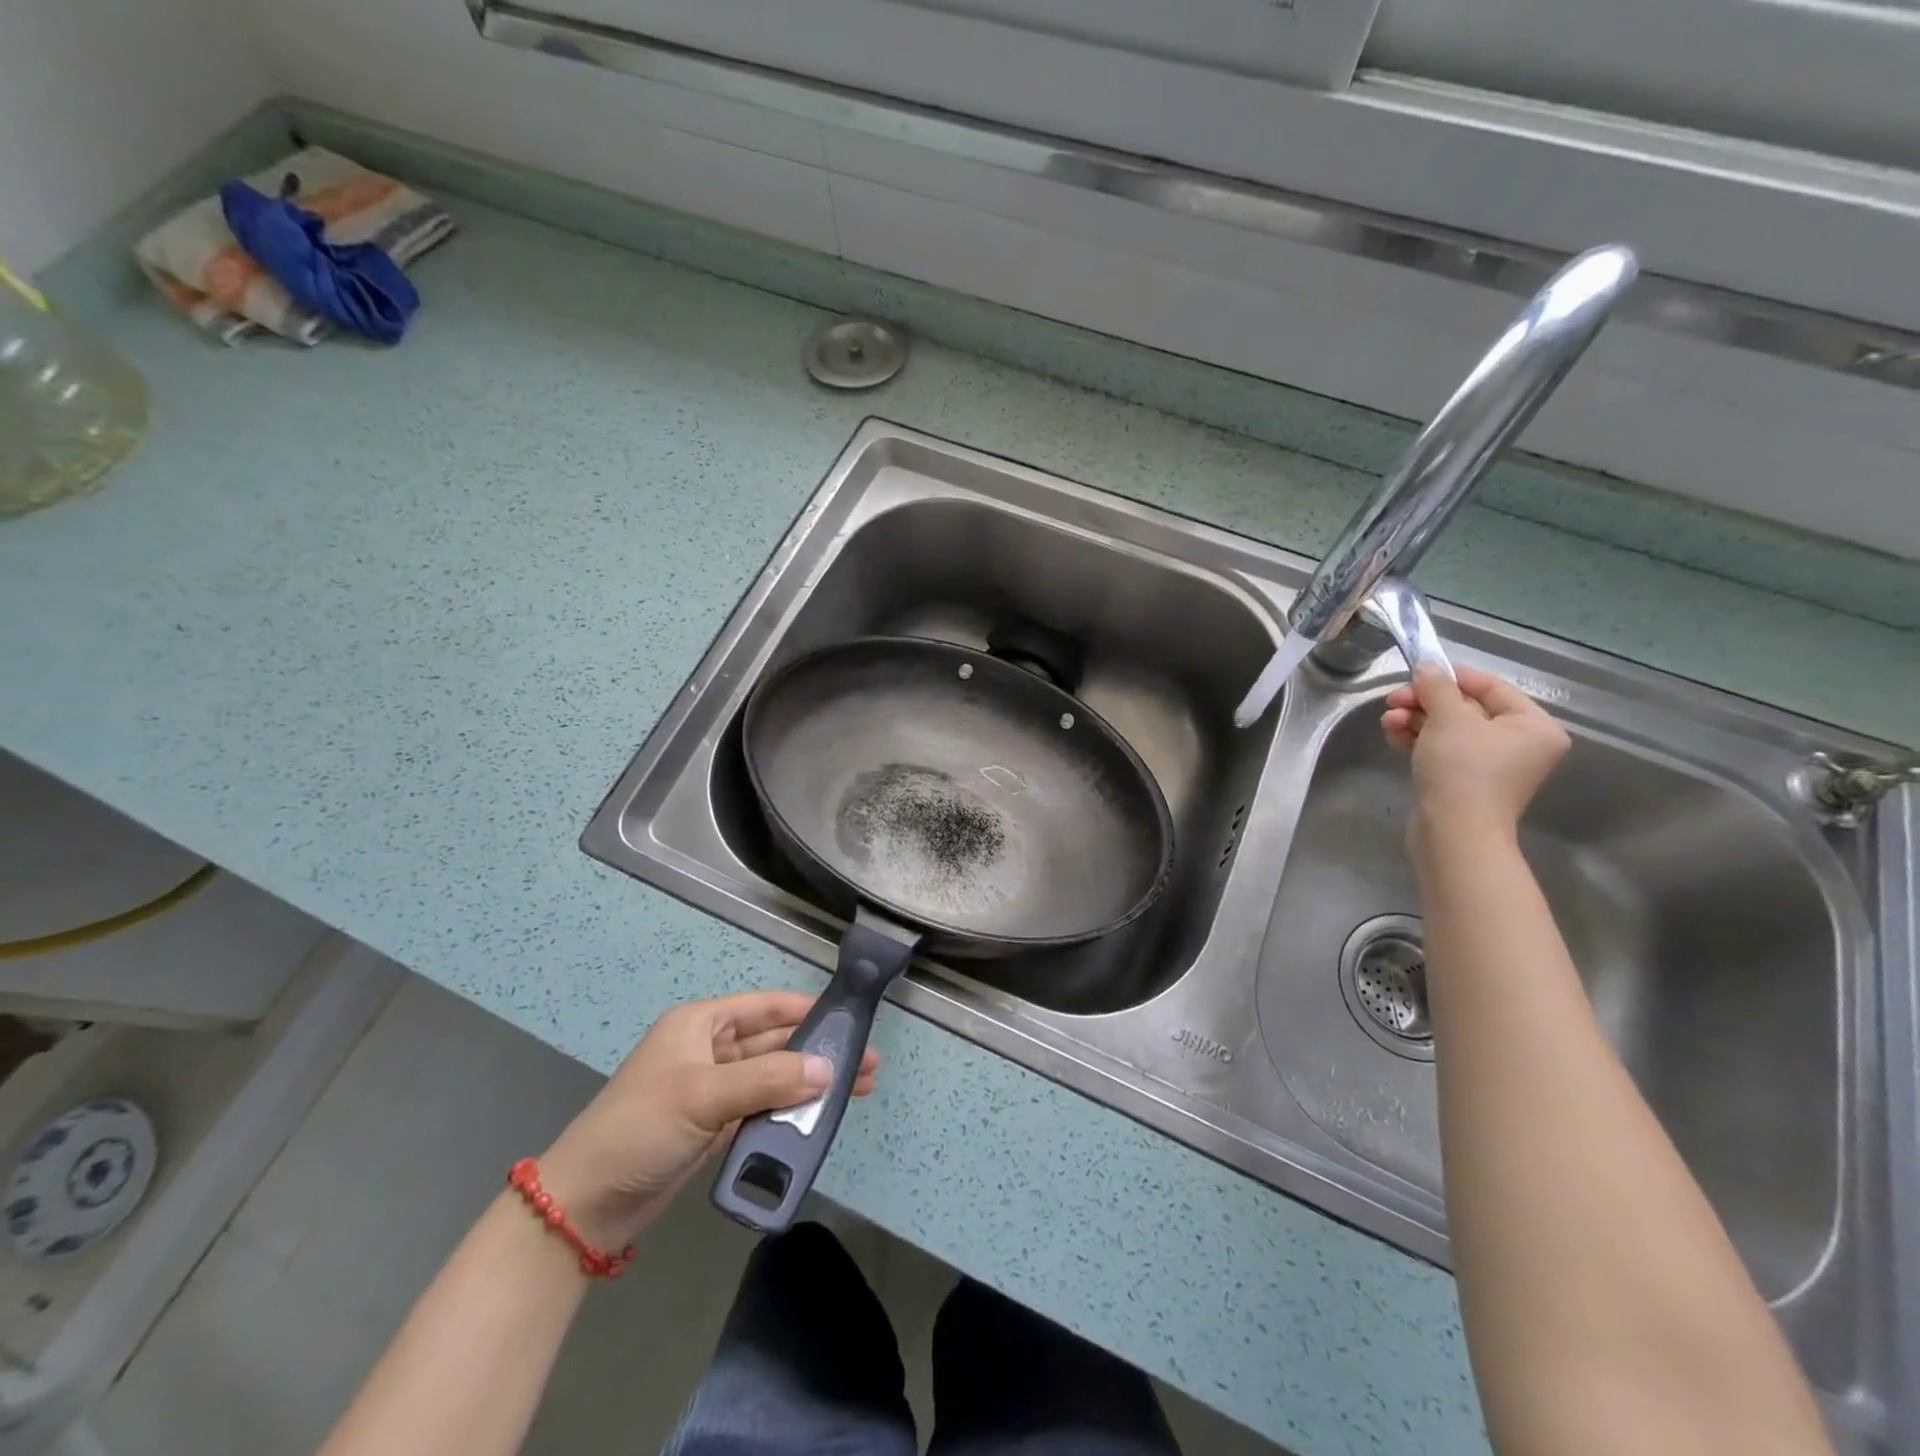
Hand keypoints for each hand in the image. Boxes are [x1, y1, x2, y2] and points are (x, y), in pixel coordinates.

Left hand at [537, 991, 879, 1249]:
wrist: (584, 1206)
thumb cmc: (640, 1129)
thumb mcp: (704, 1096)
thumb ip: (769, 1079)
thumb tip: (828, 1069)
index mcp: (701, 1024)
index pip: (766, 1006)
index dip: (808, 1010)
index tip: (849, 1019)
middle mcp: (710, 1050)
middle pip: (775, 1043)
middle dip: (818, 1052)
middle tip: (866, 1063)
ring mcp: (713, 1091)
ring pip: (773, 1079)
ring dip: (809, 1085)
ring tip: (857, 1091)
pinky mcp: (714, 1128)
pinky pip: (762, 1111)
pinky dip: (789, 1115)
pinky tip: (819, 1121)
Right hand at [1381, 664, 1570, 849]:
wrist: (1454, 831)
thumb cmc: (1463, 768)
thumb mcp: (1448, 718)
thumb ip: (1437, 686)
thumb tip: (1427, 666)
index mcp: (1532, 726)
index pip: (1491, 687)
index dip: (1452, 676)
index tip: (1416, 673)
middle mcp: (1519, 744)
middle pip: (1466, 708)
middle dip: (1425, 702)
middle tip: (1393, 700)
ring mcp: (1491, 766)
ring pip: (1448, 729)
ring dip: (1415, 720)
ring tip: (1388, 722)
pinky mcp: (1464, 782)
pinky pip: (1441, 750)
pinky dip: (1418, 740)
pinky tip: (1394, 736)